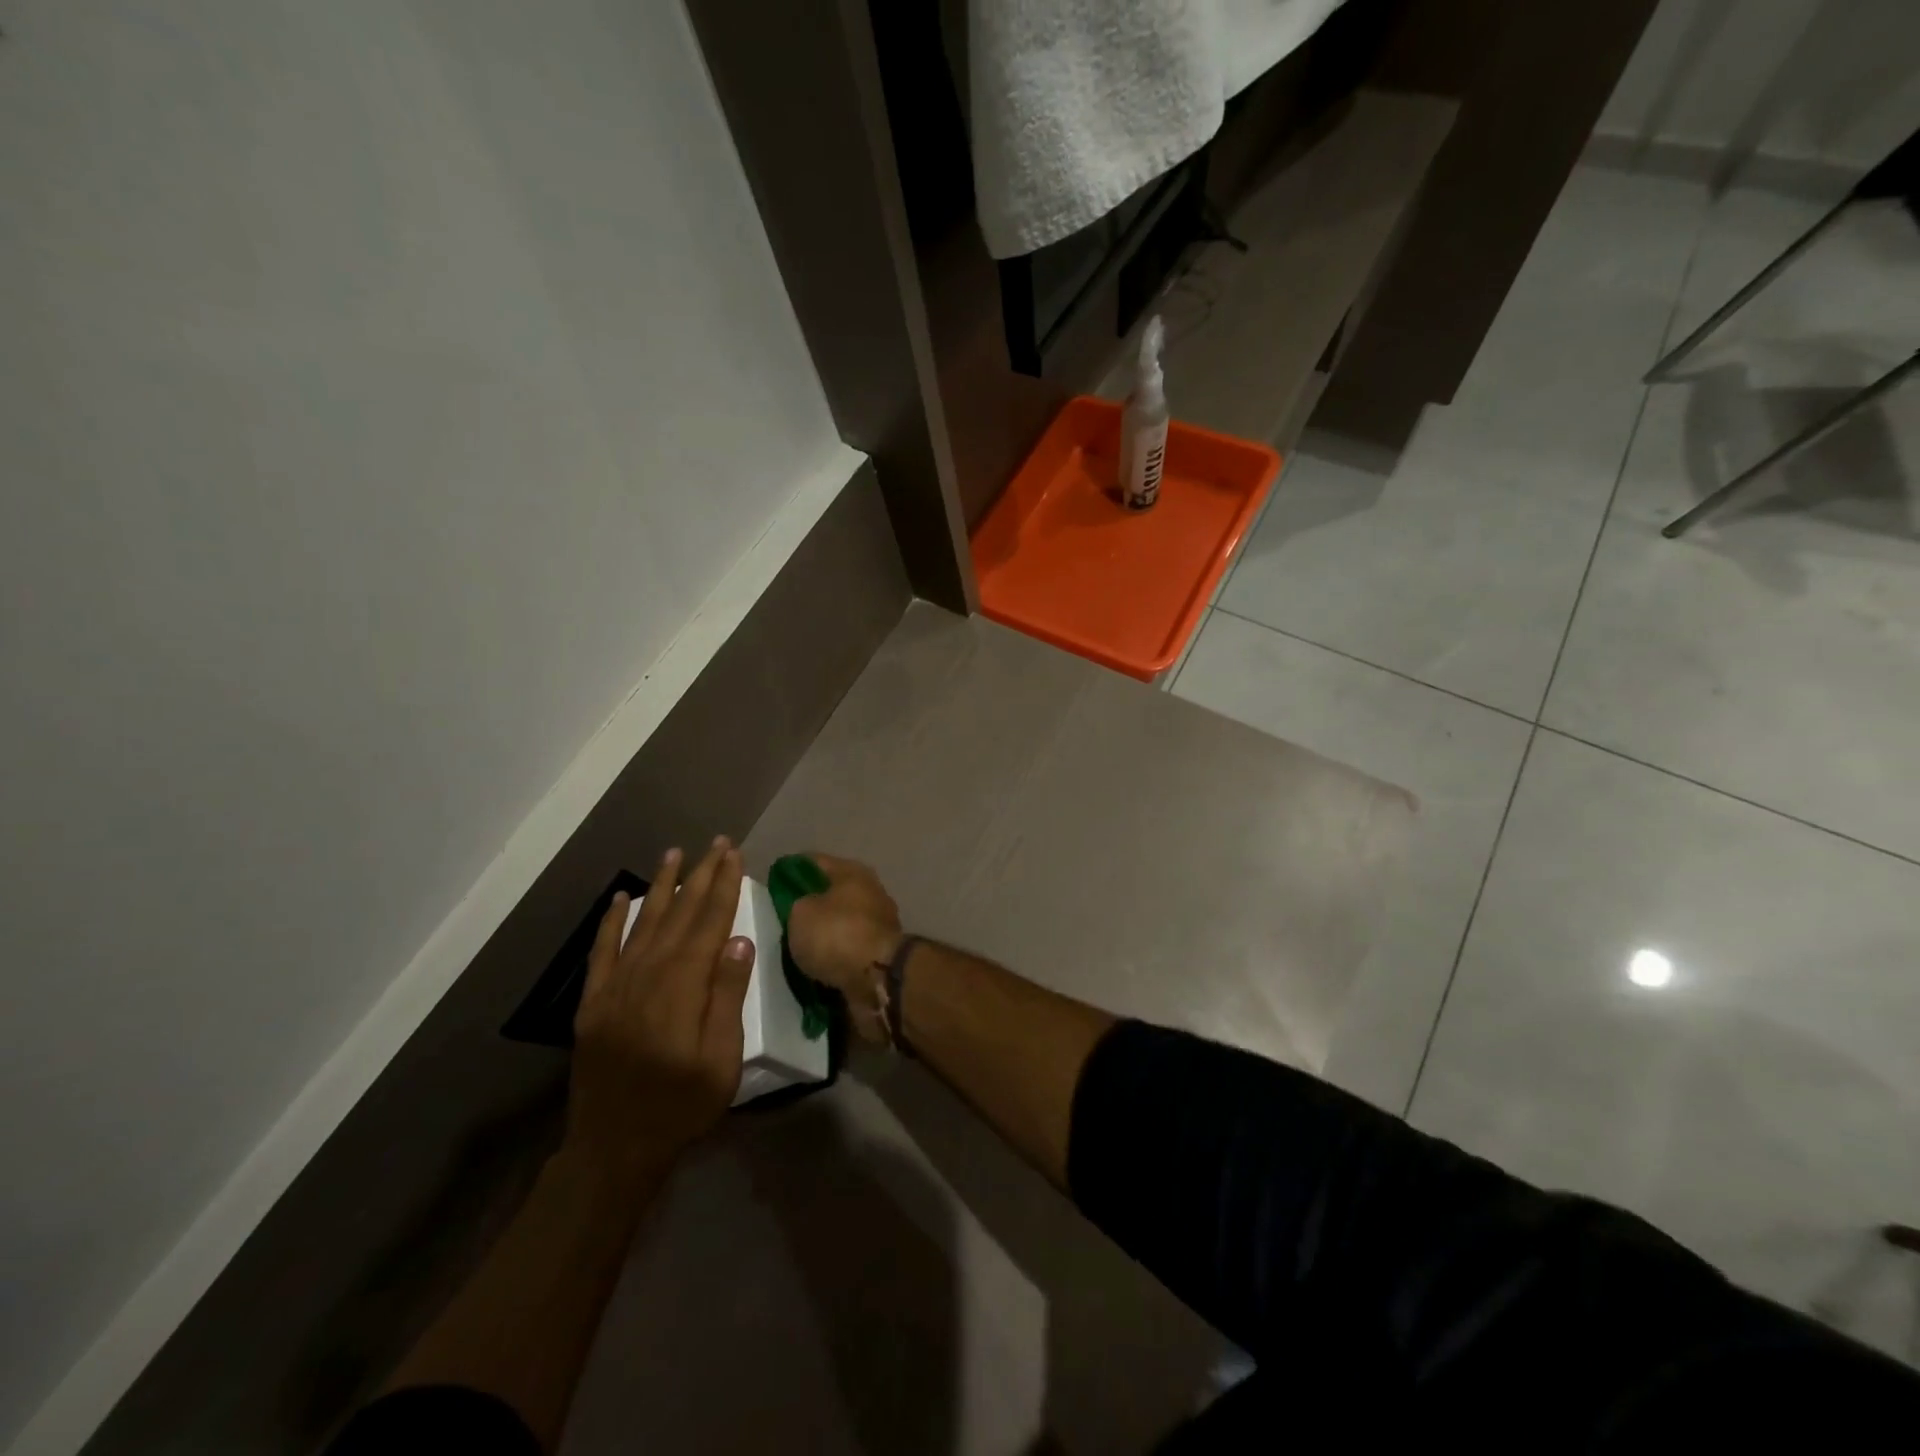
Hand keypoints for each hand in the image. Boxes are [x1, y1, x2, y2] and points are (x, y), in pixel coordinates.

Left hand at [565, 839, 753, 1180]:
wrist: (613, 1148)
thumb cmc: (680, 1105)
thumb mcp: (721, 1059)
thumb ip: (727, 997)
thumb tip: (739, 940)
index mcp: (683, 985)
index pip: (709, 922)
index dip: (723, 885)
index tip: (734, 854)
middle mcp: (648, 973)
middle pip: (679, 913)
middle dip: (700, 875)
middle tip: (715, 843)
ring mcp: (616, 985)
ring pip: (643, 922)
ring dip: (661, 886)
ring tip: (674, 855)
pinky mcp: (594, 1002)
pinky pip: (603, 950)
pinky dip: (612, 921)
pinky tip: (622, 898)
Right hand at [787, 853, 903, 1044]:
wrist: (878, 978)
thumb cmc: (836, 934)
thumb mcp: (800, 913)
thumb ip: (797, 904)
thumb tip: (806, 907)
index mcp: (852, 872)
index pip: (814, 862)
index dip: (791, 869)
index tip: (773, 882)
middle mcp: (870, 891)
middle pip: (832, 893)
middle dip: (810, 904)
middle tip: (783, 919)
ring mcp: (879, 923)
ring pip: (841, 923)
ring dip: (824, 934)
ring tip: (797, 947)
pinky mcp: (881, 952)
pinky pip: (849, 950)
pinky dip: (835, 956)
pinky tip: (816, 966)